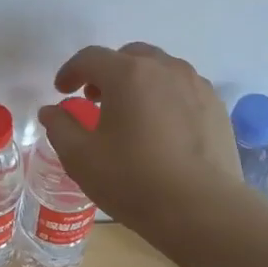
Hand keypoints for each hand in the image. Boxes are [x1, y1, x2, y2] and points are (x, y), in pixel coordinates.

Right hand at [37, 42, 242, 236]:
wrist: (202, 210)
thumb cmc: (133, 180)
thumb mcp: (81, 157)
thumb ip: (60, 127)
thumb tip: (51, 111)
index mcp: (127, 74)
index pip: (90, 58)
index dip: (70, 71)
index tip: (62, 92)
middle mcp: (164, 68)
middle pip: (129, 56)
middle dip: (108, 72)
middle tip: (95, 100)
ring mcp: (196, 85)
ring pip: (160, 70)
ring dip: (139, 82)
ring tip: (130, 113)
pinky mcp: (216, 107)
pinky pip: (183, 90)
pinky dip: (165, 98)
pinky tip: (161, 129)